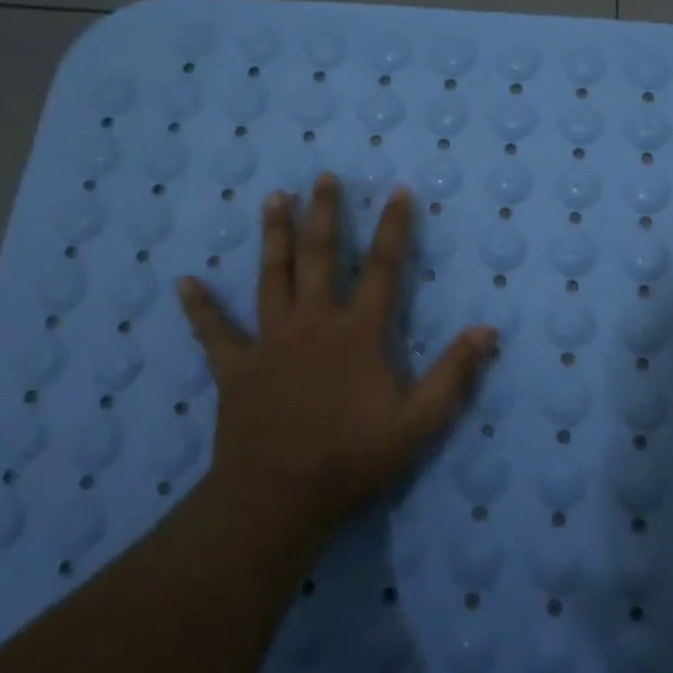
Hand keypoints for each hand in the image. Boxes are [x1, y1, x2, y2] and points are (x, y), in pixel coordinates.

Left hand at [177, 174, 496, 554]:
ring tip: (274, 199)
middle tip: (323, 177)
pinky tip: (184, 282)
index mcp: (358, 333)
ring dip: (274, 237)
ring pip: (272, 277)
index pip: (384, 269)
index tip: (398, 191)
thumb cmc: (352, 456)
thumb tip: (487, 330)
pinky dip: (201, 307)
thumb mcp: (419, 421)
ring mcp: (270, 342)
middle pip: (320, 258)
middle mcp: (313, 323)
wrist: (279, 495)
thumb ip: (453, 374)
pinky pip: (215, 332)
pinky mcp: (236, 367)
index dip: (394, 229)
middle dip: (325, 215)